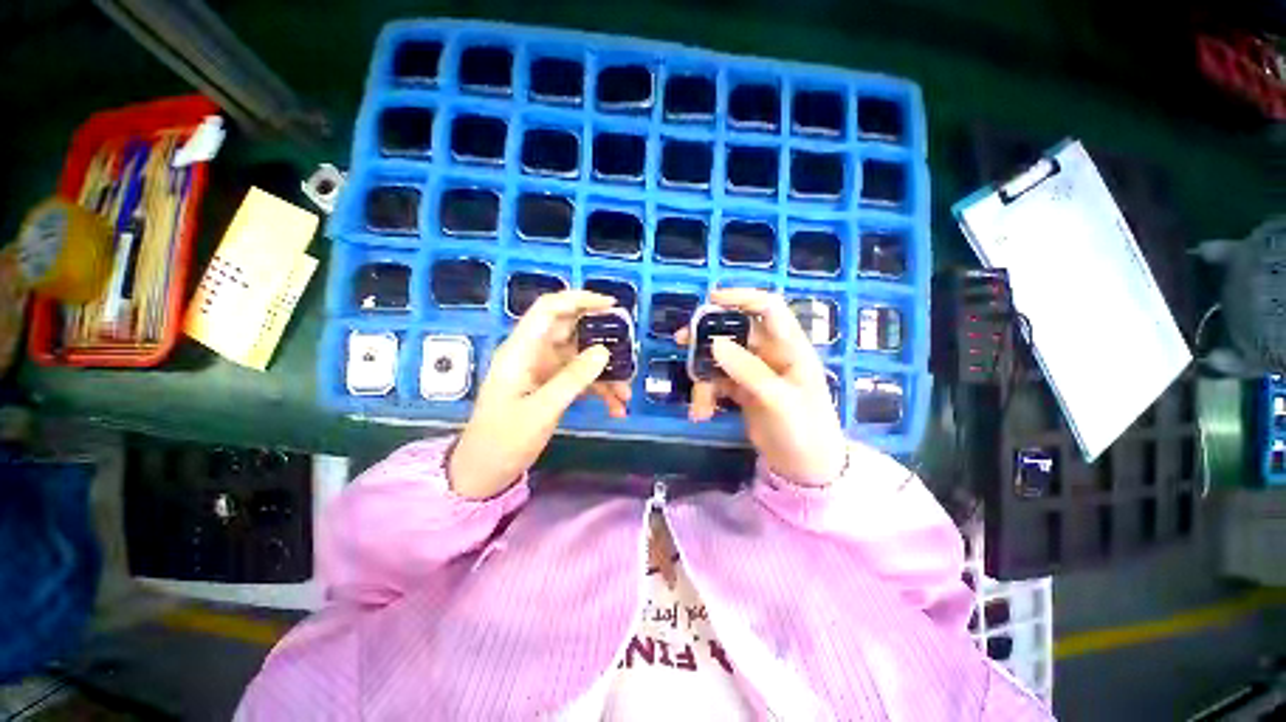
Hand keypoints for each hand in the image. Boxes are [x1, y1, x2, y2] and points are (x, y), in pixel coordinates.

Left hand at [449, 291, 631, 498]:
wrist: (486, 472)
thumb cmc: (504, 440)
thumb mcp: (541, 410)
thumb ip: (573, 379)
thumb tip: (604, 351)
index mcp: (521, 350)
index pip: (549, 309)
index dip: (579, 299)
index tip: (611, 305)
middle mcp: (533, 354)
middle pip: (571, 331)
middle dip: (601, 339)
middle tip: (628, 348)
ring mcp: (544, 371)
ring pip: (581, 357)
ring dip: (605, 373)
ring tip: (625, 393)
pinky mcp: (551, 387)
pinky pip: (581, 379)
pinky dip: (599, 389)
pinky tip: (616, 407)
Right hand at [676, 288, 846, 485]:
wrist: (806, 469)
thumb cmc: (804, 430)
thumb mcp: (778, 400)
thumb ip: (748, 370)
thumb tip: (715, 343)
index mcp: (790, 347)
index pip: (769, 308)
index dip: (742, 298)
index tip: (711, 300)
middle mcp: (771, 354)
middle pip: (735, 332)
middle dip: (707, 338)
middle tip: (681, 342)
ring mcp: (755, 372)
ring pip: (721, 359)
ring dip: (704, 378)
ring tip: (699, 406)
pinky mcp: (743, 390)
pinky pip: (718, 382)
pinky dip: (707, 395)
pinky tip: (701, 413)